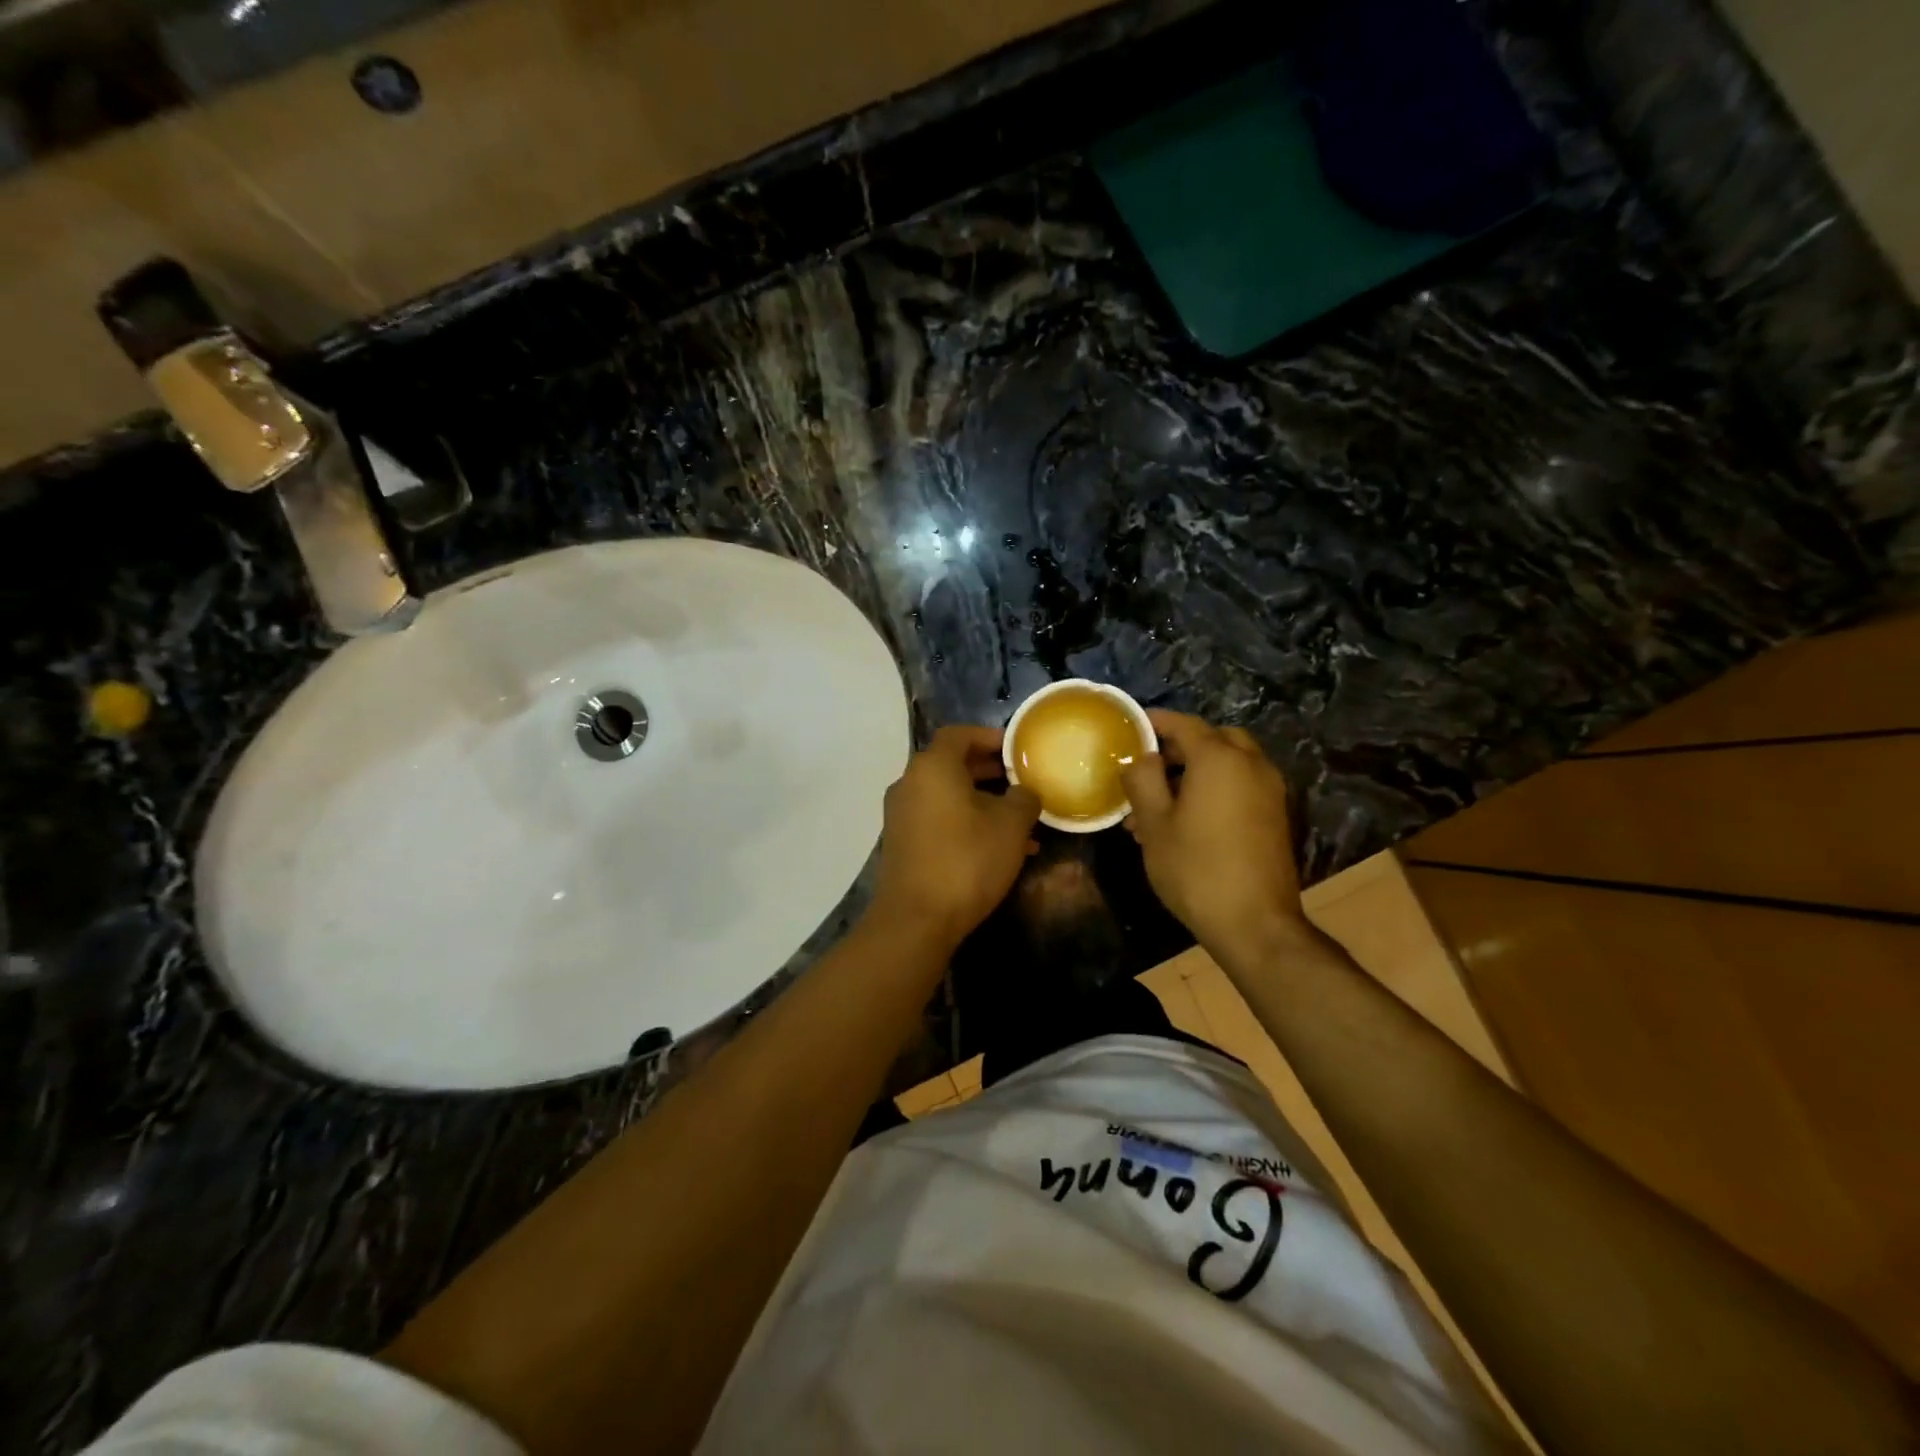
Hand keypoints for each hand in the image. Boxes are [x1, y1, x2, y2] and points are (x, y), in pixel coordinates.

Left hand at [869, 726, 1040, 950]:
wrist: (916, 920)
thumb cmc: (966, 860)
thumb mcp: (1011, 826)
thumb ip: (1024, 798)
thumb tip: (1024, 792)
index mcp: (932, 767)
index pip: (960, 734)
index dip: (990, 737)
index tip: (1017, 750)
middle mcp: (909, 783)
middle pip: (952, 764)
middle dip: (989, 771)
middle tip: (1021, 781)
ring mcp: (901, 815)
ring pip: (947, 795)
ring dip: (982, 802)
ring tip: (1019, 822)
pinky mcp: (901, 843)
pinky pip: (938, 819)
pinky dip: (965, 822)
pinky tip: (997, 848)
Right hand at [1120, 711, 1307, 955]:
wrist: (1256, 924)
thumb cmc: (1196, 869)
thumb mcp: (1154, 824)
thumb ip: (1142, 779)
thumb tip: (1140, 757)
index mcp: (1219, 758)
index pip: (1183, 724)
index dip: (1154, 722)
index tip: (1130, 728)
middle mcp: (1251, 764)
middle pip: (1212, 738)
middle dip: (1179, 746)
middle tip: (1148, 766)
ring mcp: (1269, 790)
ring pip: (1228, 763)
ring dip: (1195, 770)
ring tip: (1158, 802)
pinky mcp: (1275, 815)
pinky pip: (1241, 785)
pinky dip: (1215, 787)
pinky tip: (1187, 820)